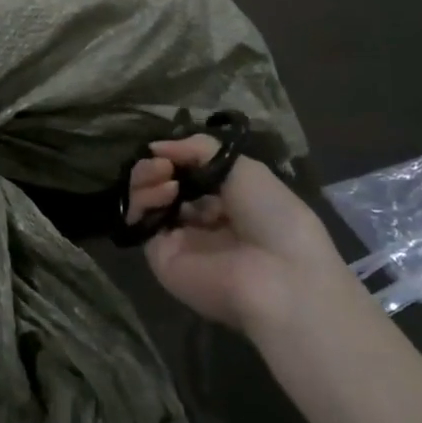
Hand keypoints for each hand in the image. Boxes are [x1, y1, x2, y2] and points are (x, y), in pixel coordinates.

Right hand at [126, 135, 346, 333]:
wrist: (280, 275)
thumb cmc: (274, 217)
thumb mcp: (245, 168)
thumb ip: (200, 149)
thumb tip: (156, 147)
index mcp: (227, 204)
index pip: (188, 175)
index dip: (178, 158)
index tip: (175, 150)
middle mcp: (200, 222)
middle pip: (162, 186)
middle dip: (158, 166)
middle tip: (163, 163)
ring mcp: (178, 239)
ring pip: (146, 200)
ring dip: (146, 177)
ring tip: (161, 171)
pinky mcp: (160, 255)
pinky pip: (141, 221)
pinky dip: (144, 199)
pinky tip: (164, 190)